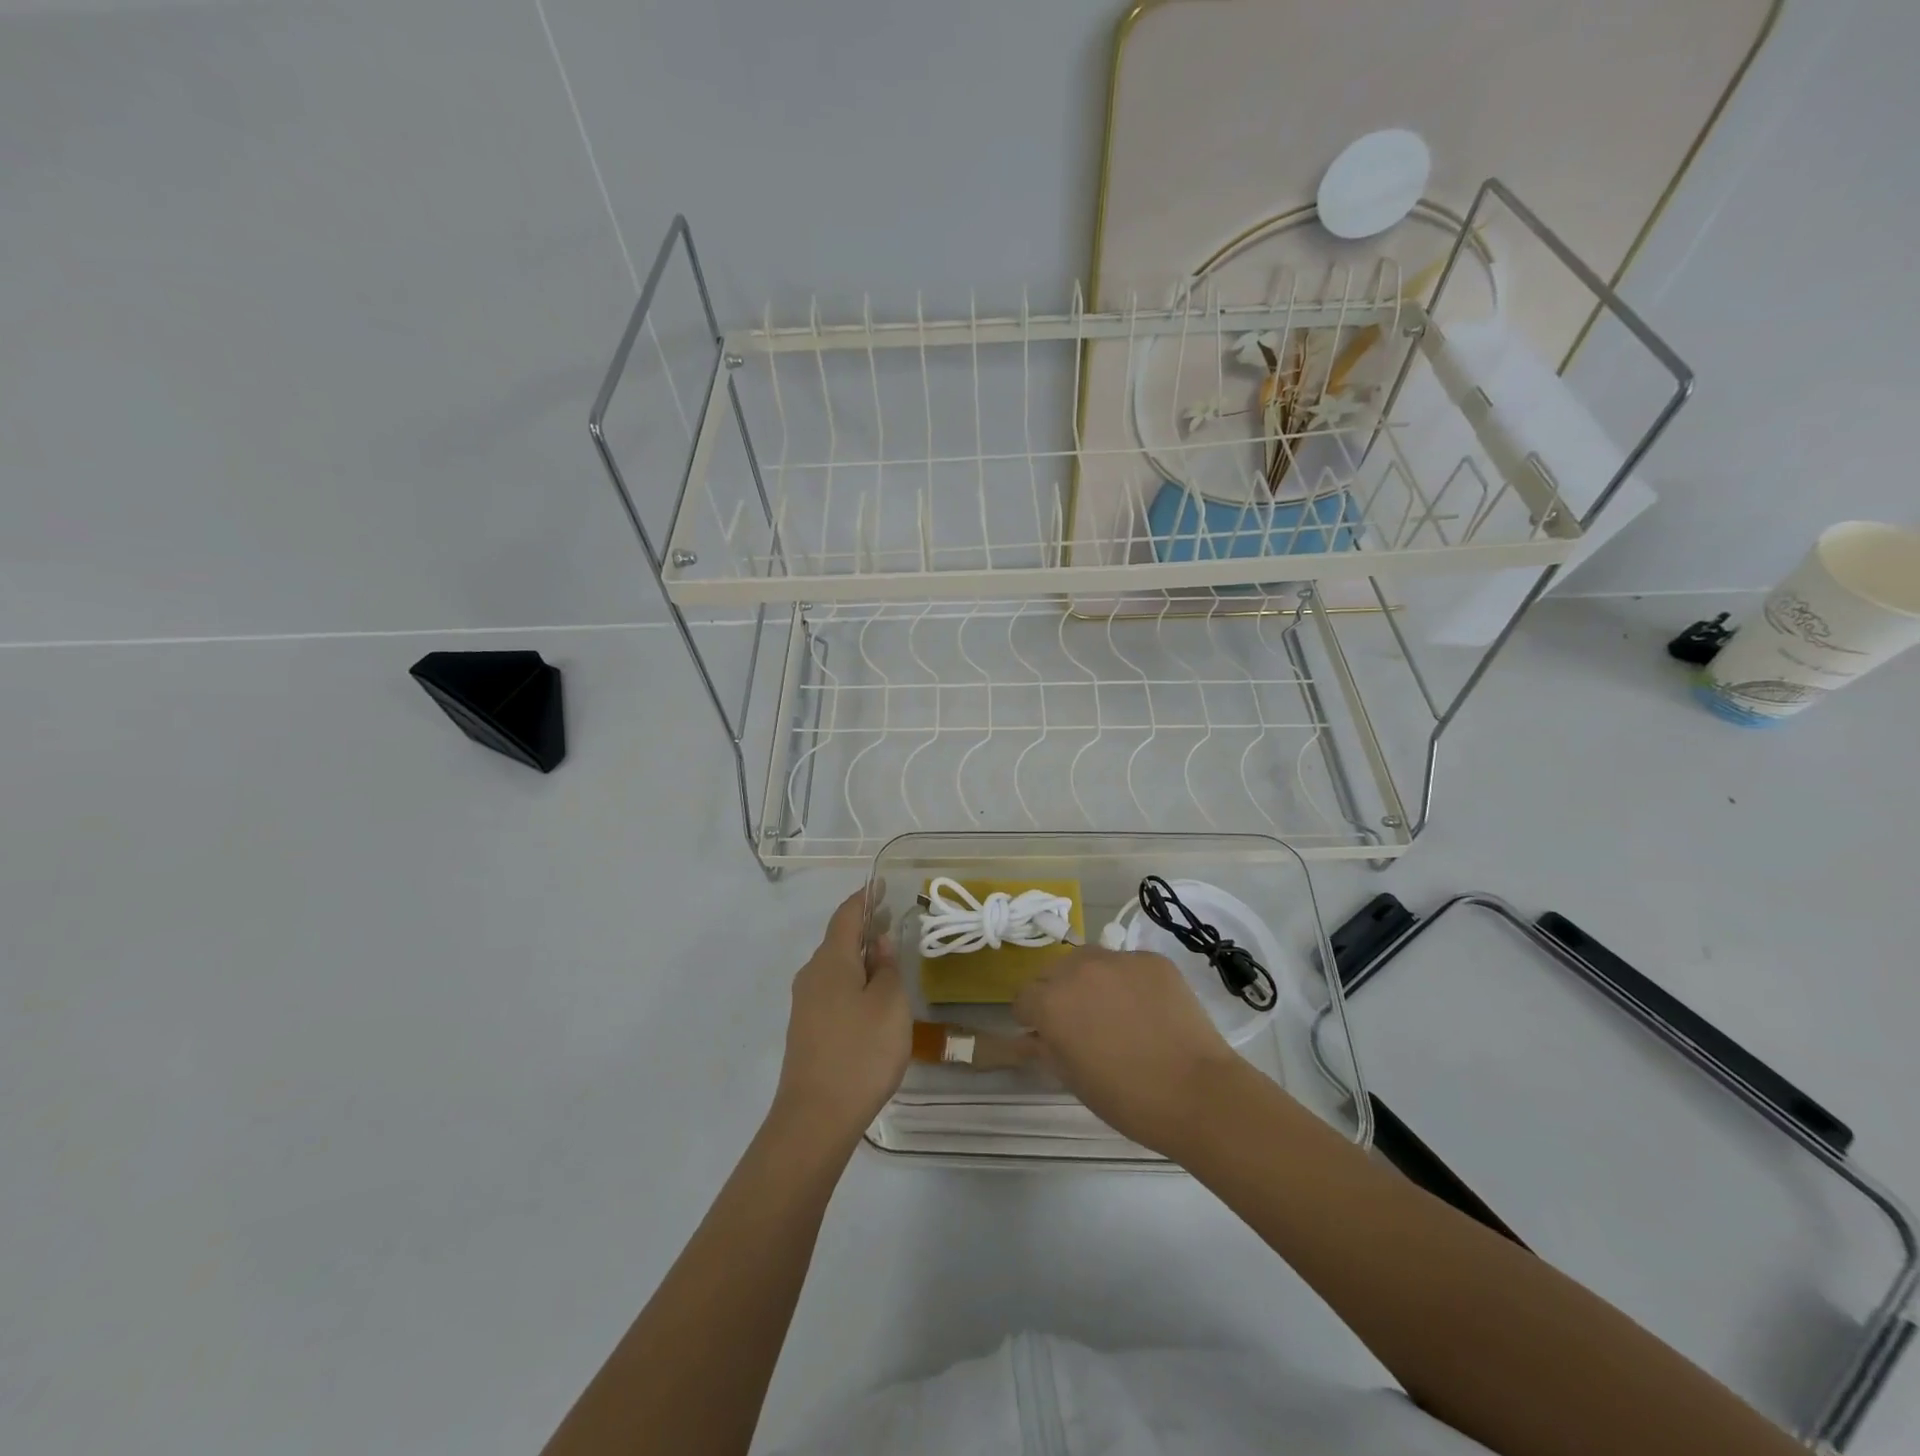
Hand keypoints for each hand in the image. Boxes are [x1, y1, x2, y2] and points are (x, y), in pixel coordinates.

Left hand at [771, 887, 910, 1145]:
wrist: (815, 1118)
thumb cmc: (860, 1052)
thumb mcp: (889, 1004)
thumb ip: (886, 968)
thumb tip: (878, 942)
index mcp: (830, 961)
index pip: (846, 916)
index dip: (864, 898)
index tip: (880, 884)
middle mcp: (811, 975)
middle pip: (838, 941)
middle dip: (864, 928)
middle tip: (892, 920)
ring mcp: (805, 1005)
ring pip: (835, 968)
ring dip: (859, 957)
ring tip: (887, 958)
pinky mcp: (807, 1030)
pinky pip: (832, 991)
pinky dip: (853, 981)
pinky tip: (871, 998)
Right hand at [1014, 947, 1245, 1155]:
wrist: (1198, 1092)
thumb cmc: (1128, 1098)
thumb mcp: (1073, 1079)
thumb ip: (1045, 1049)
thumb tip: (1030, 1037)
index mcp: (1051, 1002)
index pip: (1024, 998)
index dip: (1032, 1018)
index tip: (1048, 1035)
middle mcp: (1078, 970)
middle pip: (1053, 971)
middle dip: (1058, 993)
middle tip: (1081, 1023)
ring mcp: (1118, 959)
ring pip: (1089, 960)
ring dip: (1090, 980)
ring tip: (1115, 1011)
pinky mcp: (1151, 959)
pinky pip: (1128, 964)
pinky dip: (1129, 981)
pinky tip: (1148, 1010)